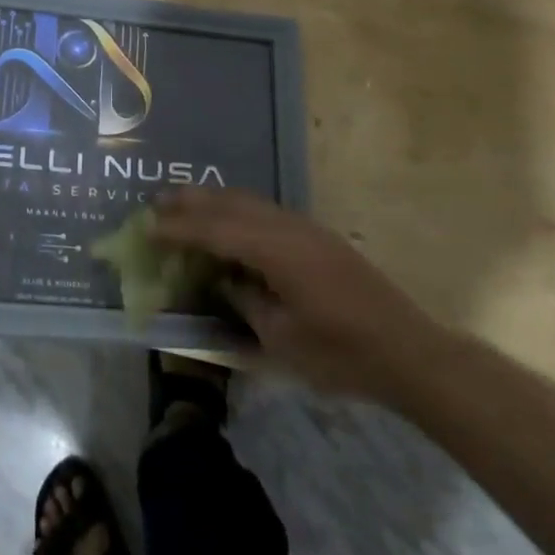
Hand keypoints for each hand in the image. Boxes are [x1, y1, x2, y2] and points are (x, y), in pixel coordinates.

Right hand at [154, 187, 444, 398]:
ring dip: (214, 200)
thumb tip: (224, 279)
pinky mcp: (318, 237)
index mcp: (276, 251)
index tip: (147, 226)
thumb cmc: (341, 354)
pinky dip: (237, 210)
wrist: (407, 351)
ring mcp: (306, 228)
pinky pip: (266, 211)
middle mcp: (289, 227)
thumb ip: (246, 301)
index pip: (216, 230)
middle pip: (231, 203)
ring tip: (184, 203)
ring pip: (250, 201)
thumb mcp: (282, 338)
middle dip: (192, 200)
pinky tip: (228, 222)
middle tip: (156, 200)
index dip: (179, 228)